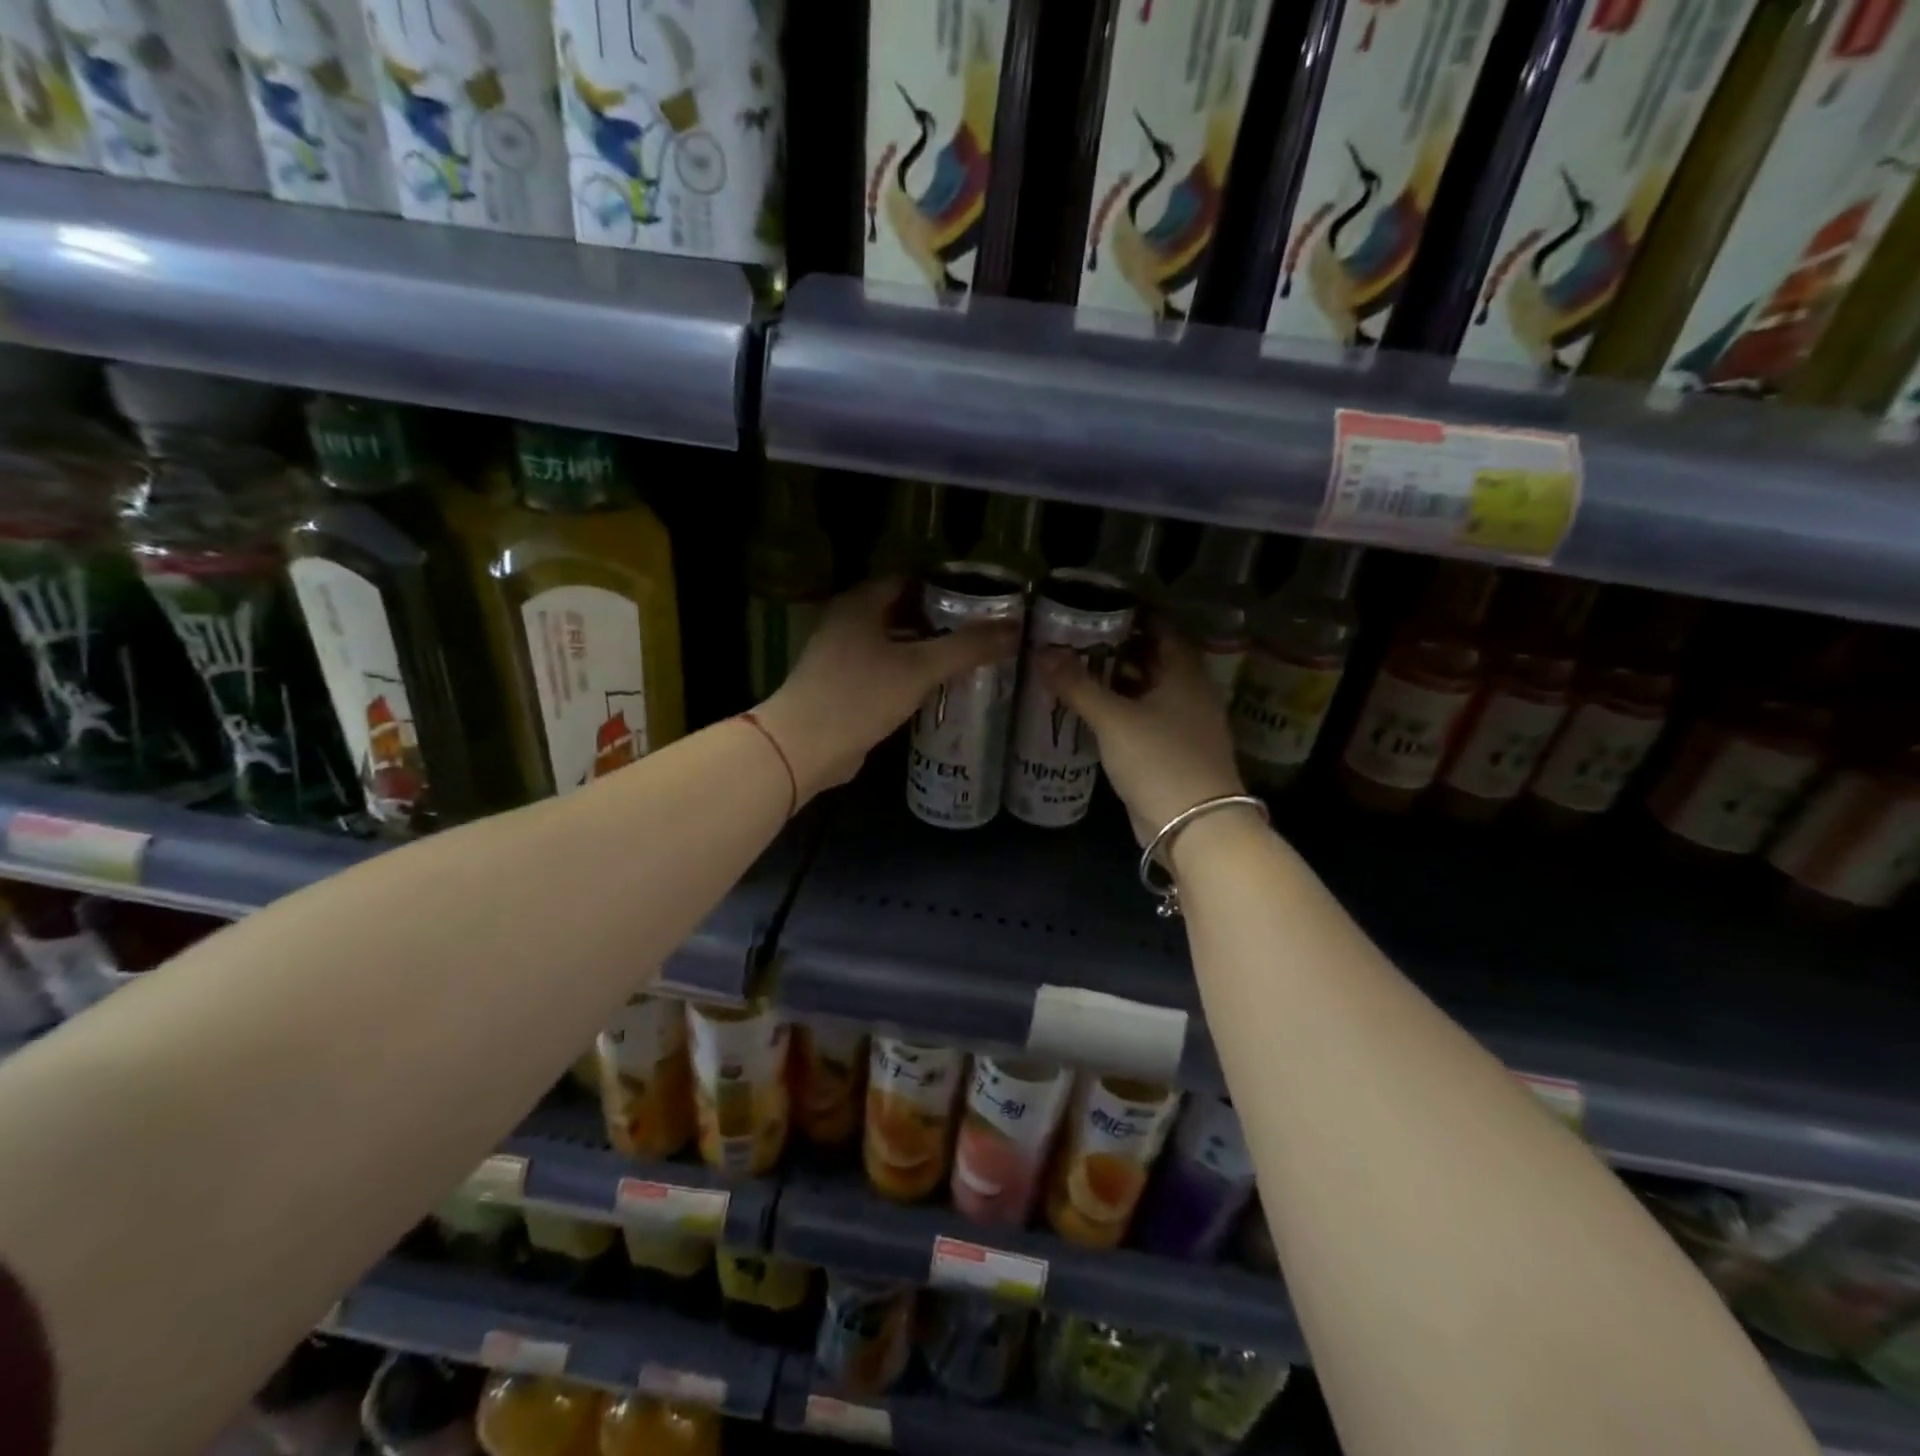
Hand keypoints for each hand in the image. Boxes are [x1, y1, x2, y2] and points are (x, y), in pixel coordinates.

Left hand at [758, 577, 1020, 800]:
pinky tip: (937, 687)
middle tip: (981, 631)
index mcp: (860, 603)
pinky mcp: (843, 687)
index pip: (910, 580)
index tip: (981, 600)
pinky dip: (909, 673)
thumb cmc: (860, 695)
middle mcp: (848, 622)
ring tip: (968, 658)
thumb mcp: (919, 668)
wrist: (805, 746)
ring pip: (894, 643)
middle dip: (940, 620)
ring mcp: (842, 655)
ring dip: (926, 649)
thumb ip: (966, 648)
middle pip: (903, 611)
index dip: (946, 587)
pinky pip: (885, 670)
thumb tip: (1013, 630)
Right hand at [1038, 624, 1247, 843]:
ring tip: (1077, 670)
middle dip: (1120, 648)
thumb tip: (1042, 652)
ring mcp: (1184, 726)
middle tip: (1078, 638)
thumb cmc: (1159, 760)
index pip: (1163, 630)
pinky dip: (1121, 711)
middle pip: (1155, 660)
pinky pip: (1145, 720)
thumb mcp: (1113, 719)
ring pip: (1148, 692)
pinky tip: (1092, 712)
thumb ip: (1078, 685)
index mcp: (1185, 675)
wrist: (1194, 826)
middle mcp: (1190, 694)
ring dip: (1118, 681)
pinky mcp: (1172, 754)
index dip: (1135, 615)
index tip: (1100, 608)